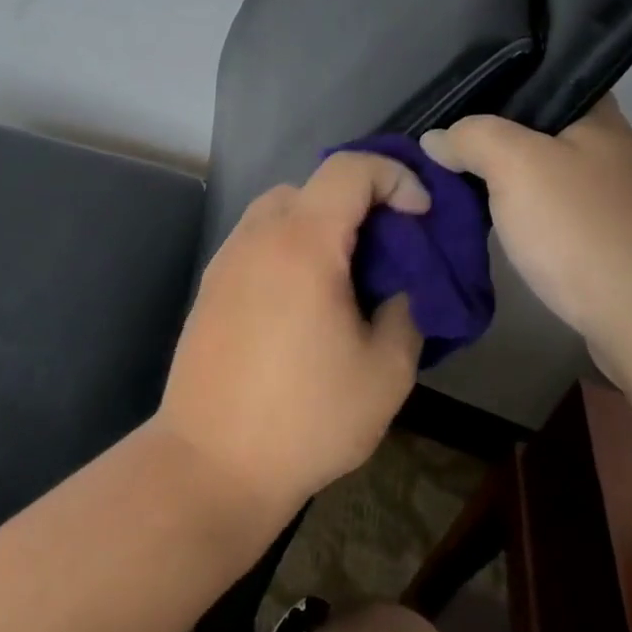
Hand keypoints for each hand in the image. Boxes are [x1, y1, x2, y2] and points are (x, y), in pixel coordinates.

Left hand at [156, 153, 428, 515]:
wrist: (211, 462)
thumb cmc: (306, 418)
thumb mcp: (385, 373)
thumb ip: (406, 312)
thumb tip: (399, 289)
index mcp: (302, 242)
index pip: (349, 169)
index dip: (394, 177)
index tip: (420, 216)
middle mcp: (257, 235)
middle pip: (312, 186)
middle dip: (359, 203)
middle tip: (387, 252)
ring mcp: (226, 258)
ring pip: (279, 211)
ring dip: (319, 224)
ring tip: (346, 276)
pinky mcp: (210, 286)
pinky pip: (257, 241)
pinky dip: (288, 247)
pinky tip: (303, 301)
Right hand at [421, 99, 631, 376]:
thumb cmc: (585, 229)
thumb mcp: (515, 165)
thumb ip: (471, 138)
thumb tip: (436, 139)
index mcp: (601, 121)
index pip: (551, 81)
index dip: (504, 85)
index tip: (459, 103)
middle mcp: (619, 156)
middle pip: (547, 133)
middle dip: (499, 141)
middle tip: (447, 151)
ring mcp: (625, 206)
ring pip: (553, 180)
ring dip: (513, 186)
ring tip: (463, 192)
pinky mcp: (621, 251)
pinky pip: (564, 220)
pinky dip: (533, 222)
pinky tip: (506, 234)